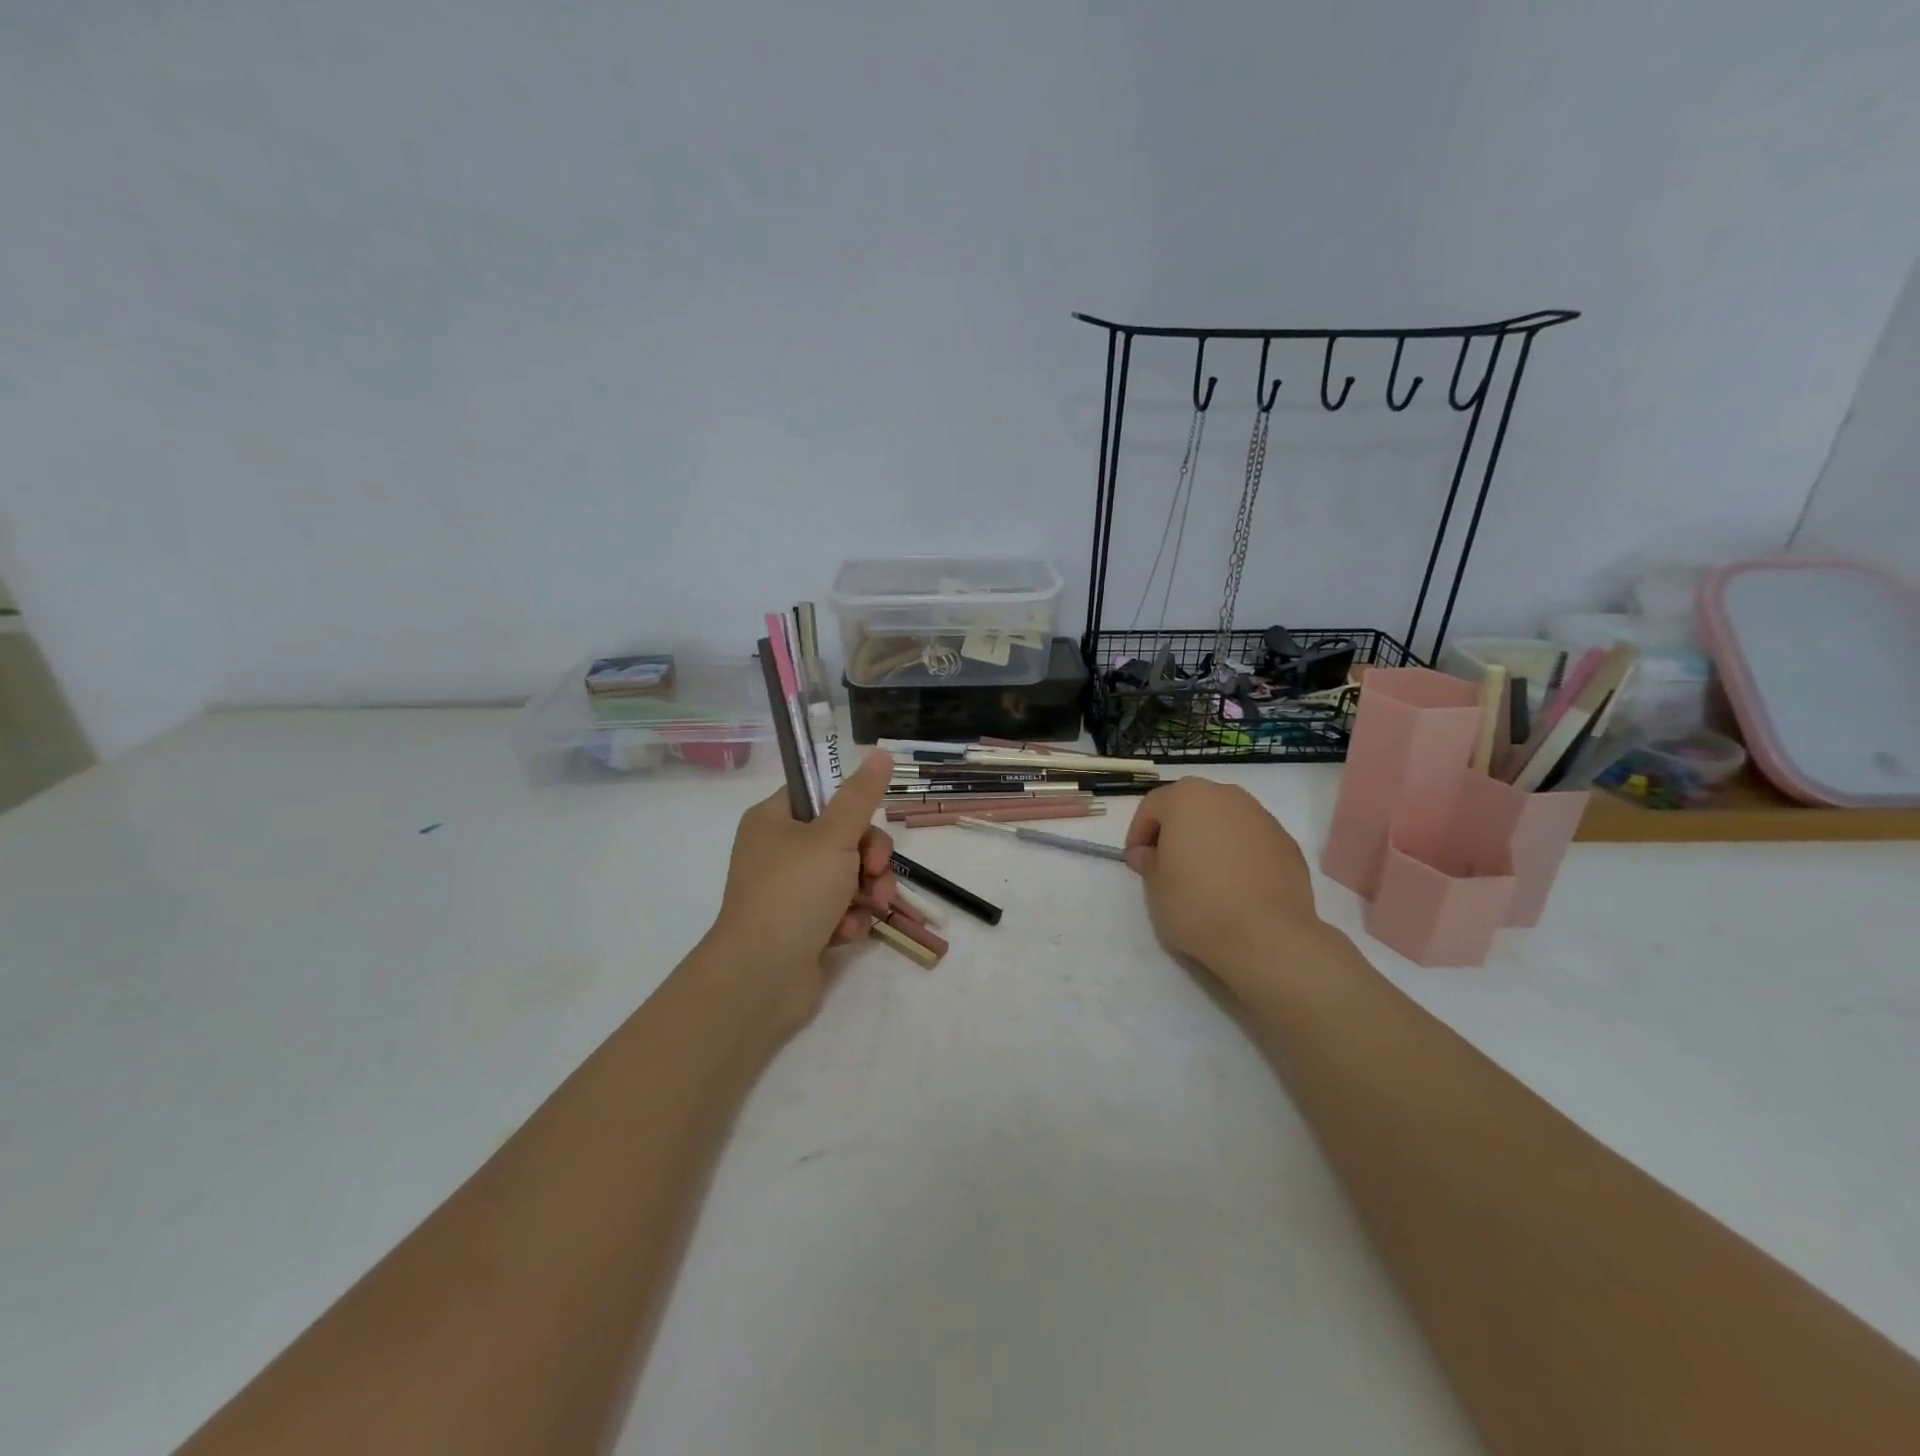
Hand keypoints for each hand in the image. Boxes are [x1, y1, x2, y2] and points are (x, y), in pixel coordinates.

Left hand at [699, 751, 899, 1034]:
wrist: (761, 979)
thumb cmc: (793, 894)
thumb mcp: (833, 837)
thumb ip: (861, 796)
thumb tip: (880, 753)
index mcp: (773, 820)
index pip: (818, 794)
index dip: (849, 806)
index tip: (867, 822)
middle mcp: (779, 851)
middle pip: (843, 836)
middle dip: (870, 856)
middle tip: (874, 871)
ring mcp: (792, 891)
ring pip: (850, 874)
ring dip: (868, 890)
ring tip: (870, 907)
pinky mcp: (805, 925)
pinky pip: (842, 908)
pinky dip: (850, 918)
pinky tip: (846, 933)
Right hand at [1124, 777, 1329, 1000]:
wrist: (1267, 936)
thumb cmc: (1197, 904)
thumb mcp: (1154, 886)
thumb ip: (1148, 862)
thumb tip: (1148, 854)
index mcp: (1187, 797)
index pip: (1152, 806)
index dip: (1139, 834)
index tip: (1137, 862)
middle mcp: (1226, 796)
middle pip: (1191, 807)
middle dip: (1176, 831)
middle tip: (1168, 865)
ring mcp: (1262, 817)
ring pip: (1224, 821)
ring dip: (1210, 840)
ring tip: (1204, 877)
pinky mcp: (1287, 843)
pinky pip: (1251, 841)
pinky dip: (1239, 855)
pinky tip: (1235, 886)